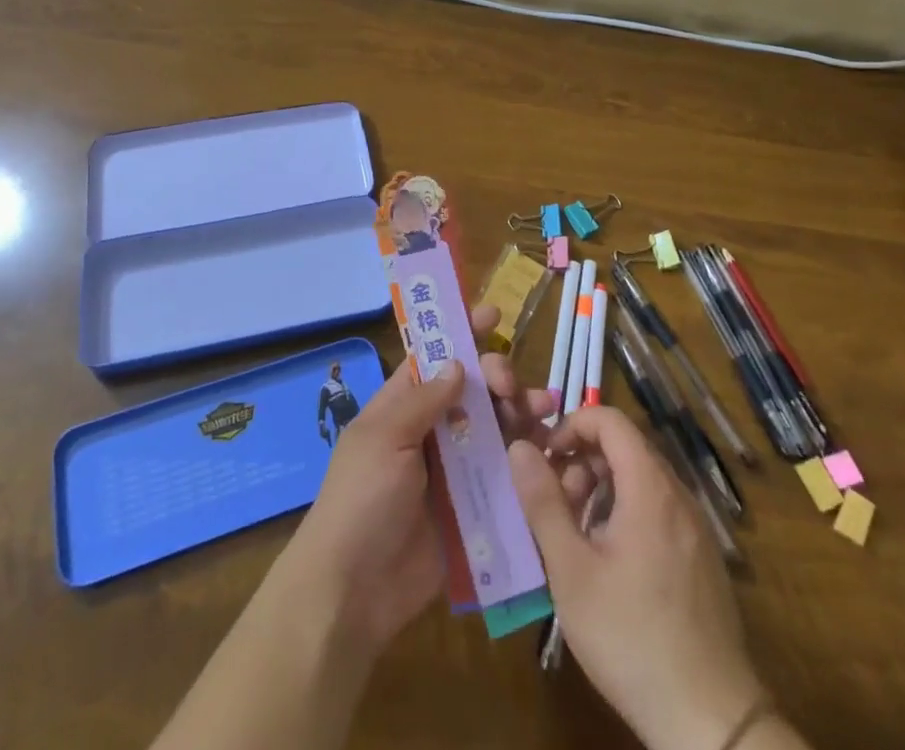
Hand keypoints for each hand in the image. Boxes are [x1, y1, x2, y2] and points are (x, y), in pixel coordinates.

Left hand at [283, 305, 561, 651]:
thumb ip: (422, 400)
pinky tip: (550, 448)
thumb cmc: (360, 500)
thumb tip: (458, 363)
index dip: (462, 334)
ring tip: (544, 409)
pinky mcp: (475, 506)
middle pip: (473, 391)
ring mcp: (454, 470)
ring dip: (520, 412)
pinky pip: (504, 473)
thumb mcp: (383, 439)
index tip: (493, 314)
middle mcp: (431, 431)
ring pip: (495, 428)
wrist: (354, 591)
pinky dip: (528, 457)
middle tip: (510, 385)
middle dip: (498, 376)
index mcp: (401, 406)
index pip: (435, 359)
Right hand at [510, 407, 768, 749]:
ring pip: (641, 481)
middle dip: (583, 462)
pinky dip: (627, 513)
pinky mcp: (703, 559)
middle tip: (556, 505)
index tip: (546, 459)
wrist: (710, 721)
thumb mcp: (571, 570)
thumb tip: (518, 447)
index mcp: (650, 486)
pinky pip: (659, 510)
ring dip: (602, 490)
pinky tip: (610, 564)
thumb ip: (543, 502)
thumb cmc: (631, 636)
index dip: (572, 425)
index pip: (609, 419)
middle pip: (625, 448)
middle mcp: (678, 495)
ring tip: (576, 537)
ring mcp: (696, 528)